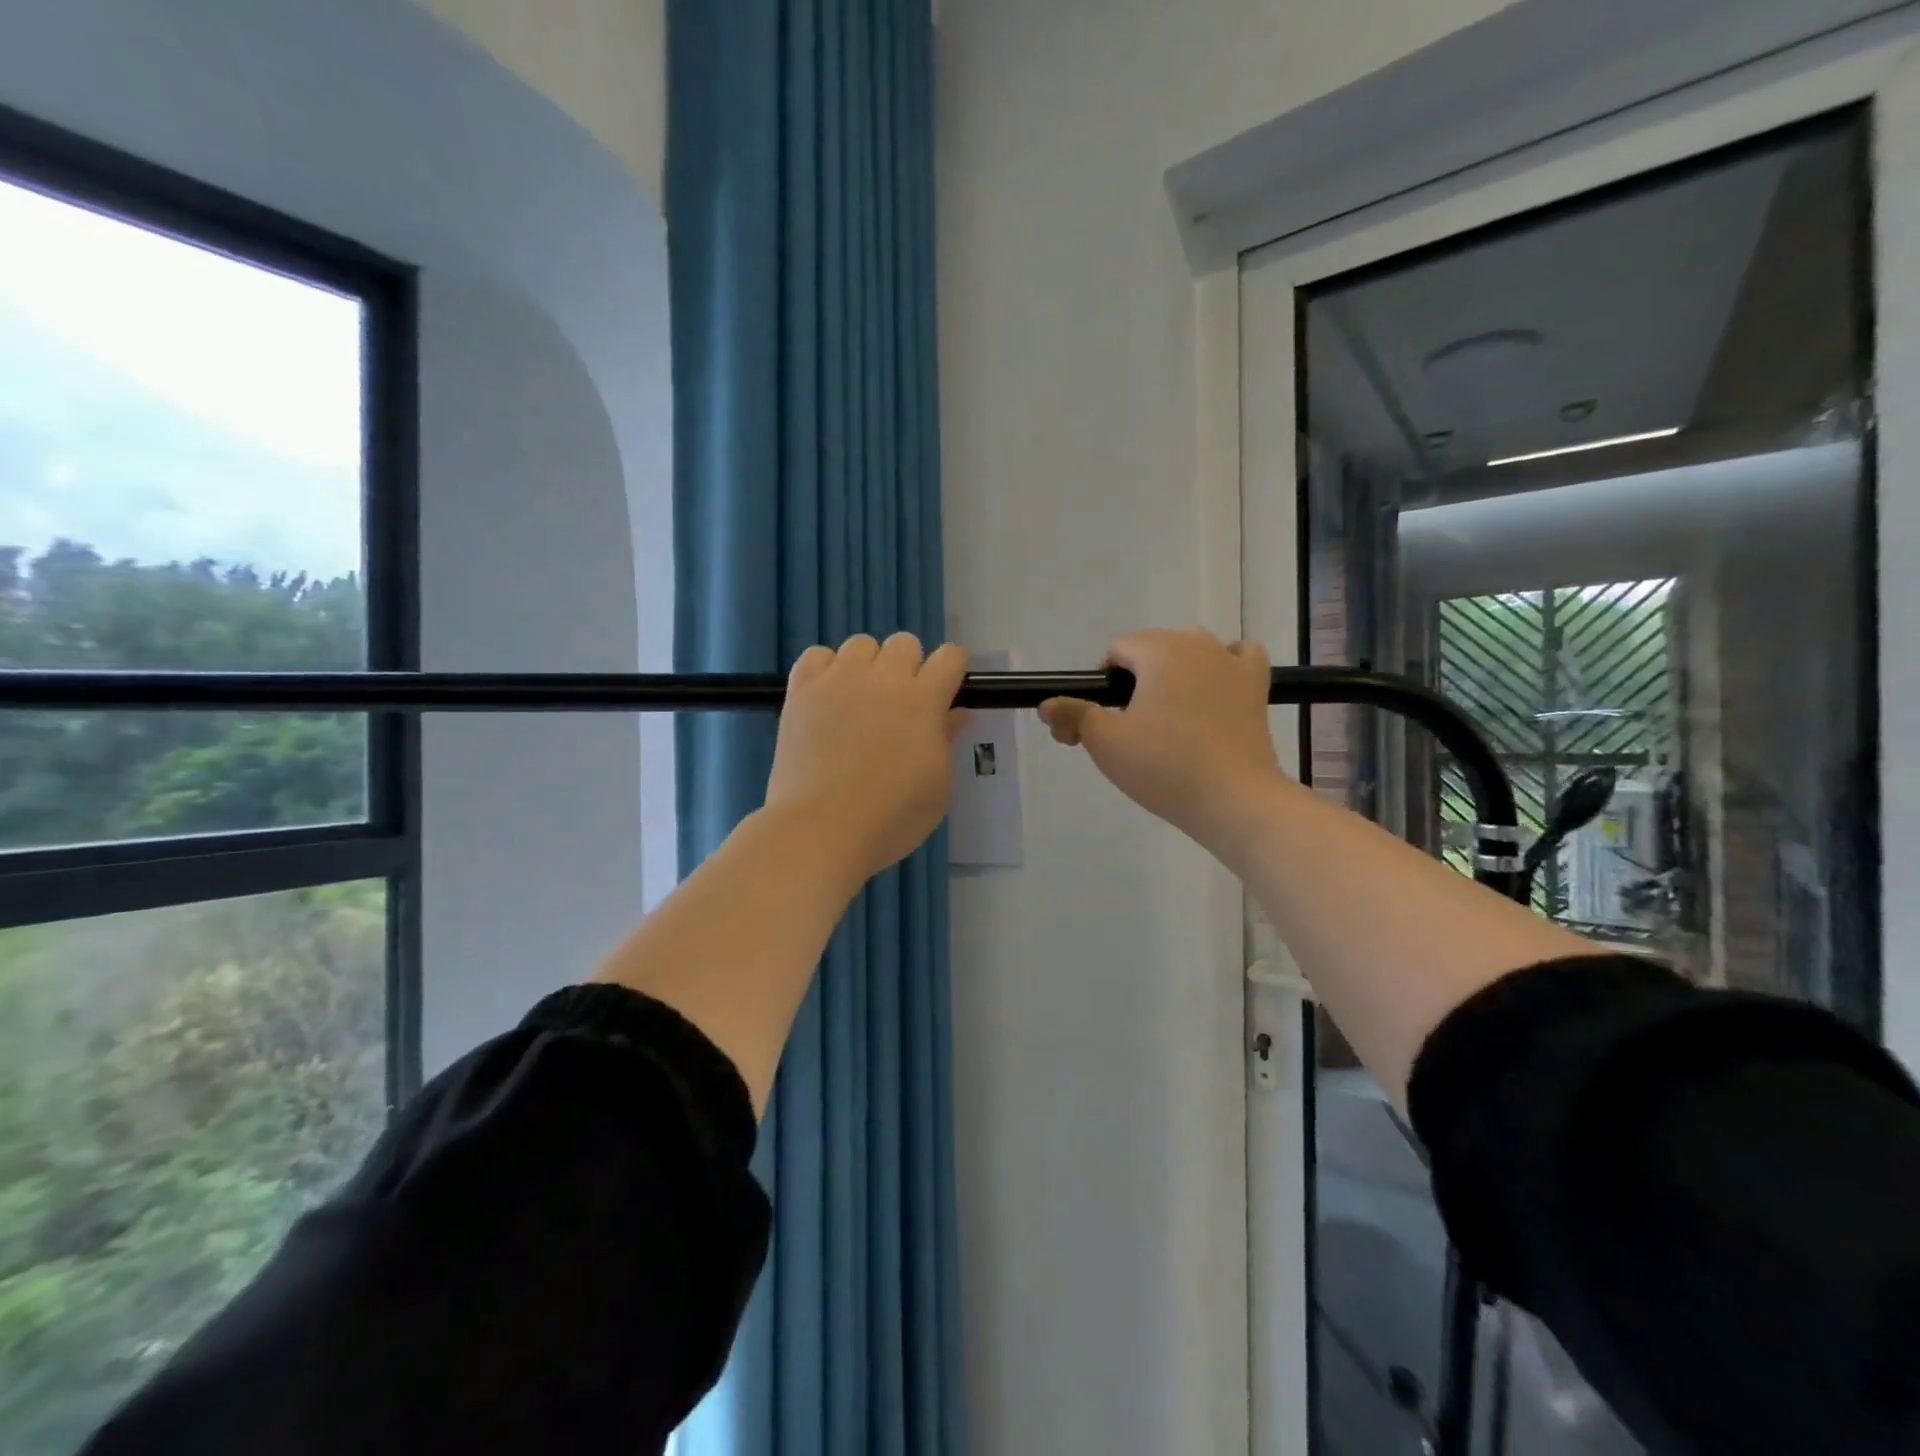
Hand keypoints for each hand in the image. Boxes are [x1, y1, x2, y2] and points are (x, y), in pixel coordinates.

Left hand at [764, 633, 968, 883]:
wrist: (820, 830)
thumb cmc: (890, 818)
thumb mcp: (938, 788)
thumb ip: (947, 741)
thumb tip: (956, 713)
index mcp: (923, 700)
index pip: (950, 657)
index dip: (952, 670)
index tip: (946, 692)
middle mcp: (882, 679)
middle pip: (905, 643)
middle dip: (910, 667)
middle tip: (901, 705)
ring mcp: (838, 680)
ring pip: (861, 644)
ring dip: (868, 666)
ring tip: (861, 700)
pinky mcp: (801, 691)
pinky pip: (816, 655)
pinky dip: (826, 669)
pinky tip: (827, 697)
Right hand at [1039, 627, 1287, 851]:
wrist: (1233, 799)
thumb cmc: (1163, 765)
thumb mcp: (1105, 742)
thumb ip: (1073, 715)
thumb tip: (1046, 705)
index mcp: (1158, 649)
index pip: (1117, 651)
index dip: (1102, 685)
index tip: (1102, 722)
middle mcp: (1197, 643)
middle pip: (1153, 649)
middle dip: (1135, 681)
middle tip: (1129, 730)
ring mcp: (1232, 662)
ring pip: (1192, 651)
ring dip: (1174, 674)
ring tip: (1168, 718)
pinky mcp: (1257, 685)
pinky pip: (1237, 659)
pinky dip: (1222, 668)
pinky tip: (1214, 692)